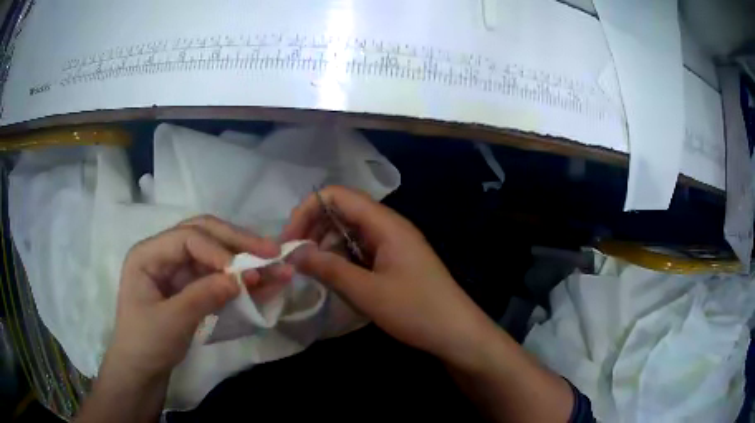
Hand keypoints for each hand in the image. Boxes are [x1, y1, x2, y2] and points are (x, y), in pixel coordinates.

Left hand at [105, 215, 291, 384]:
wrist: (141, 371)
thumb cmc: (145, 344)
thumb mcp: (172, 322)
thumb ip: (203, 296)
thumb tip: (242, 279)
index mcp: (148, 254)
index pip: (187, 238)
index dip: (217, 250)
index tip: (243, 272)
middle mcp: (164, 254)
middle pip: (204, 235)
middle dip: (238, 242)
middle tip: (272, 251)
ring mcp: (178, 270)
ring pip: (215, 254)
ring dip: (245, 259)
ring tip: (277, 265)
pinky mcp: (190, 287)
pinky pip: (218, 276)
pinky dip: (240, 279)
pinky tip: (263, 282)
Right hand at [283, 186, 497, 369]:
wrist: (456, 332)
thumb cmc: (416, 310)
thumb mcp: (368, 292)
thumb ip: (329, 268)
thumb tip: (293, 252)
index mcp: (385, 224)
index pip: (338, 196)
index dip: (307, 210)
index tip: (289, 240)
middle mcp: (388, 226)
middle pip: (342, 211)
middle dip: (313, 228)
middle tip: (294, 257)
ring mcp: (392, 243)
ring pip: (349, 231)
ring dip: (325, 245)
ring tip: (310, 269)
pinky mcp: (393, 260)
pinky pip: (360, 249)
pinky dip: (341, 258)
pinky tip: (332, 276)